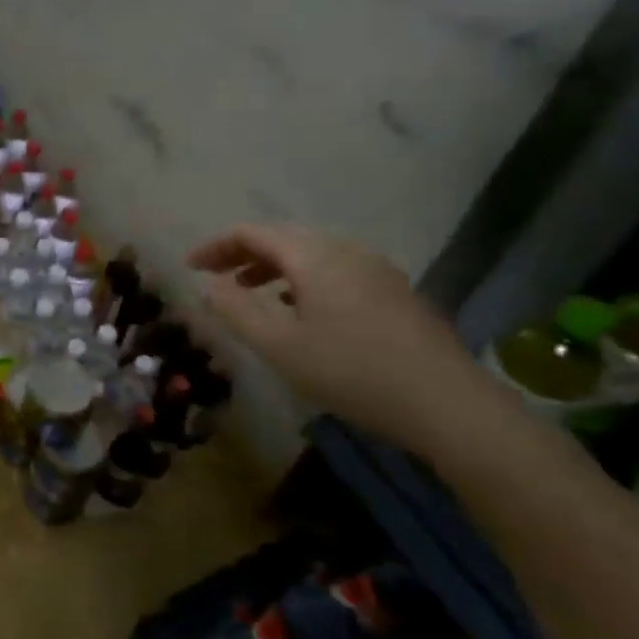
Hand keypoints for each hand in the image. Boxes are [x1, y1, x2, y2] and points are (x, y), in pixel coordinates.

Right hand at [189, 223, 492, 448]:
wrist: (448, 405)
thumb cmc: (352, 371)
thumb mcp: (279, 346)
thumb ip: (236, 310)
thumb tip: (210, 285)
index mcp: (313, 256)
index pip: (252, 233)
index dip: (216, 246)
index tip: (190, 267)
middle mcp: (344, 250)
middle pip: (282, 238)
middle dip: (243, 254)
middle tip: (216, 278)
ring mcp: (375, 269)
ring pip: (311, 253)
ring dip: (273, 267)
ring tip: (253, 294)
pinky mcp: (395, 292)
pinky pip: (335, 269)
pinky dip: (304, 279)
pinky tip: (303, 311)